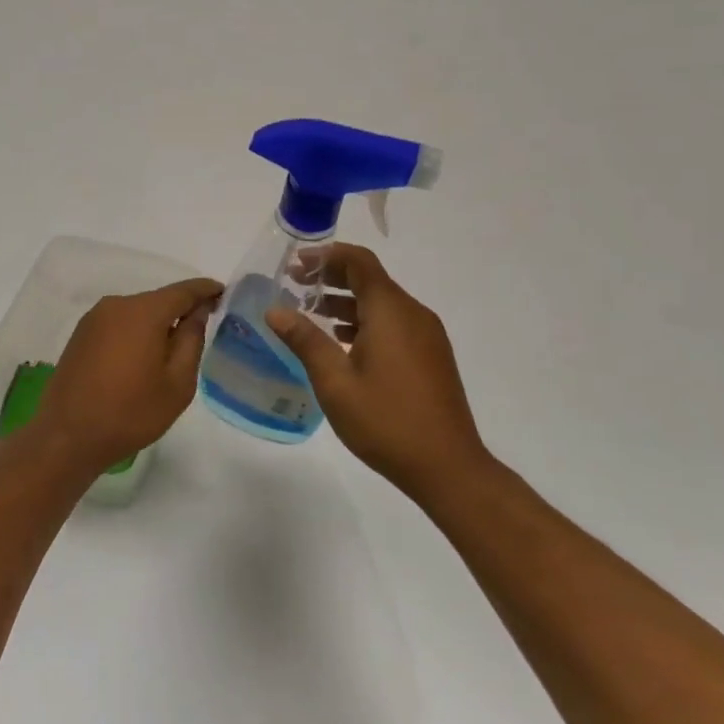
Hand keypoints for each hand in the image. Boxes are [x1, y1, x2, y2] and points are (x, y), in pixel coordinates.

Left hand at [30, 278, 223, 474]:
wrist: (68, 436)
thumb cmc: (131, 412)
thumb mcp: (177, 383)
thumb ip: (191, 340)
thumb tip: (197, 312)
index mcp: (143, 312)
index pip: (183, 291)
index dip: (205, 290)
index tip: (223, 293)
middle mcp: (116, 305)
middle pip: (158, 300)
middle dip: (180, 311)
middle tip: (202, 330)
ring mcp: (94, 318)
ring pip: (137, 313)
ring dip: (156, 325)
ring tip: (171, 352)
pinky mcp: (81, 334)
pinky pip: (119, 324)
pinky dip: (135, 333)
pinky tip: (141, 359)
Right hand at [265, 245, 488, 499]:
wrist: (448, 467)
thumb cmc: (386, 421)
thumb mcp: (335, 382)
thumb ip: (305, 340)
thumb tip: (275, 310)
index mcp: (391, 312)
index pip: (359, 262)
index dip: (326, 255)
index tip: (295, 262)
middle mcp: (413, 314)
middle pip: (370, 280)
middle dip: (331, 277)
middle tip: (294, 285)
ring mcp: (426, 336)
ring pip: (382, 303)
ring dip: (346, 302)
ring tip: (309, 313)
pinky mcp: (430, 356)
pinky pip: (394, 323)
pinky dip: (364, 321)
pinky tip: (341, 342)